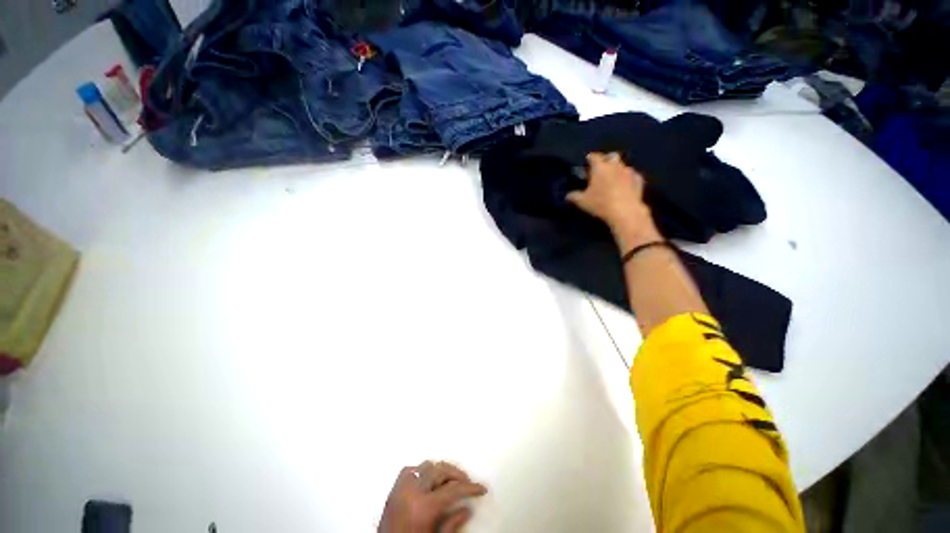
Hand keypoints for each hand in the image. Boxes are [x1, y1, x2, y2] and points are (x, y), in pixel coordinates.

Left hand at [379, 461, 487, 532]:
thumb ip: (452, 525)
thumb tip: (467, 509)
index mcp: (424, 507)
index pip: (453, 489)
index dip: (470, 488)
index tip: (481, 488)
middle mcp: (412, 492)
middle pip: (440, 471)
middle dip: (456, 474)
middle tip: (467, 482)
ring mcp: (400, 489)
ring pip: (426, 466)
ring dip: (439, 471)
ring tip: (449, 481)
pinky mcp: (392, 491)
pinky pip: (409, 471)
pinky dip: (421, 472)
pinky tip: (428, 481)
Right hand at [566, 152, 661, 249]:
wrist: (625, 211)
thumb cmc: (601, 203)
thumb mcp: (582, 202)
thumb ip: (574, 196)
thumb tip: (568, 195)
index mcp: (600, 167)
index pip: (594, 156)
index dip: (589, 158)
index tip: (586, 162)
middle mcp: (615, 165)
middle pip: (611, 156)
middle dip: (606, 159)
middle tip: (601, 168)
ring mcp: (629, 171)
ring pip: (623, 165)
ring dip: (617, 169)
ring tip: (612, 178)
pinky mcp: (639, 180)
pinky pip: (632, 175)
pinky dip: (627, 178)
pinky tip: (625, 185)